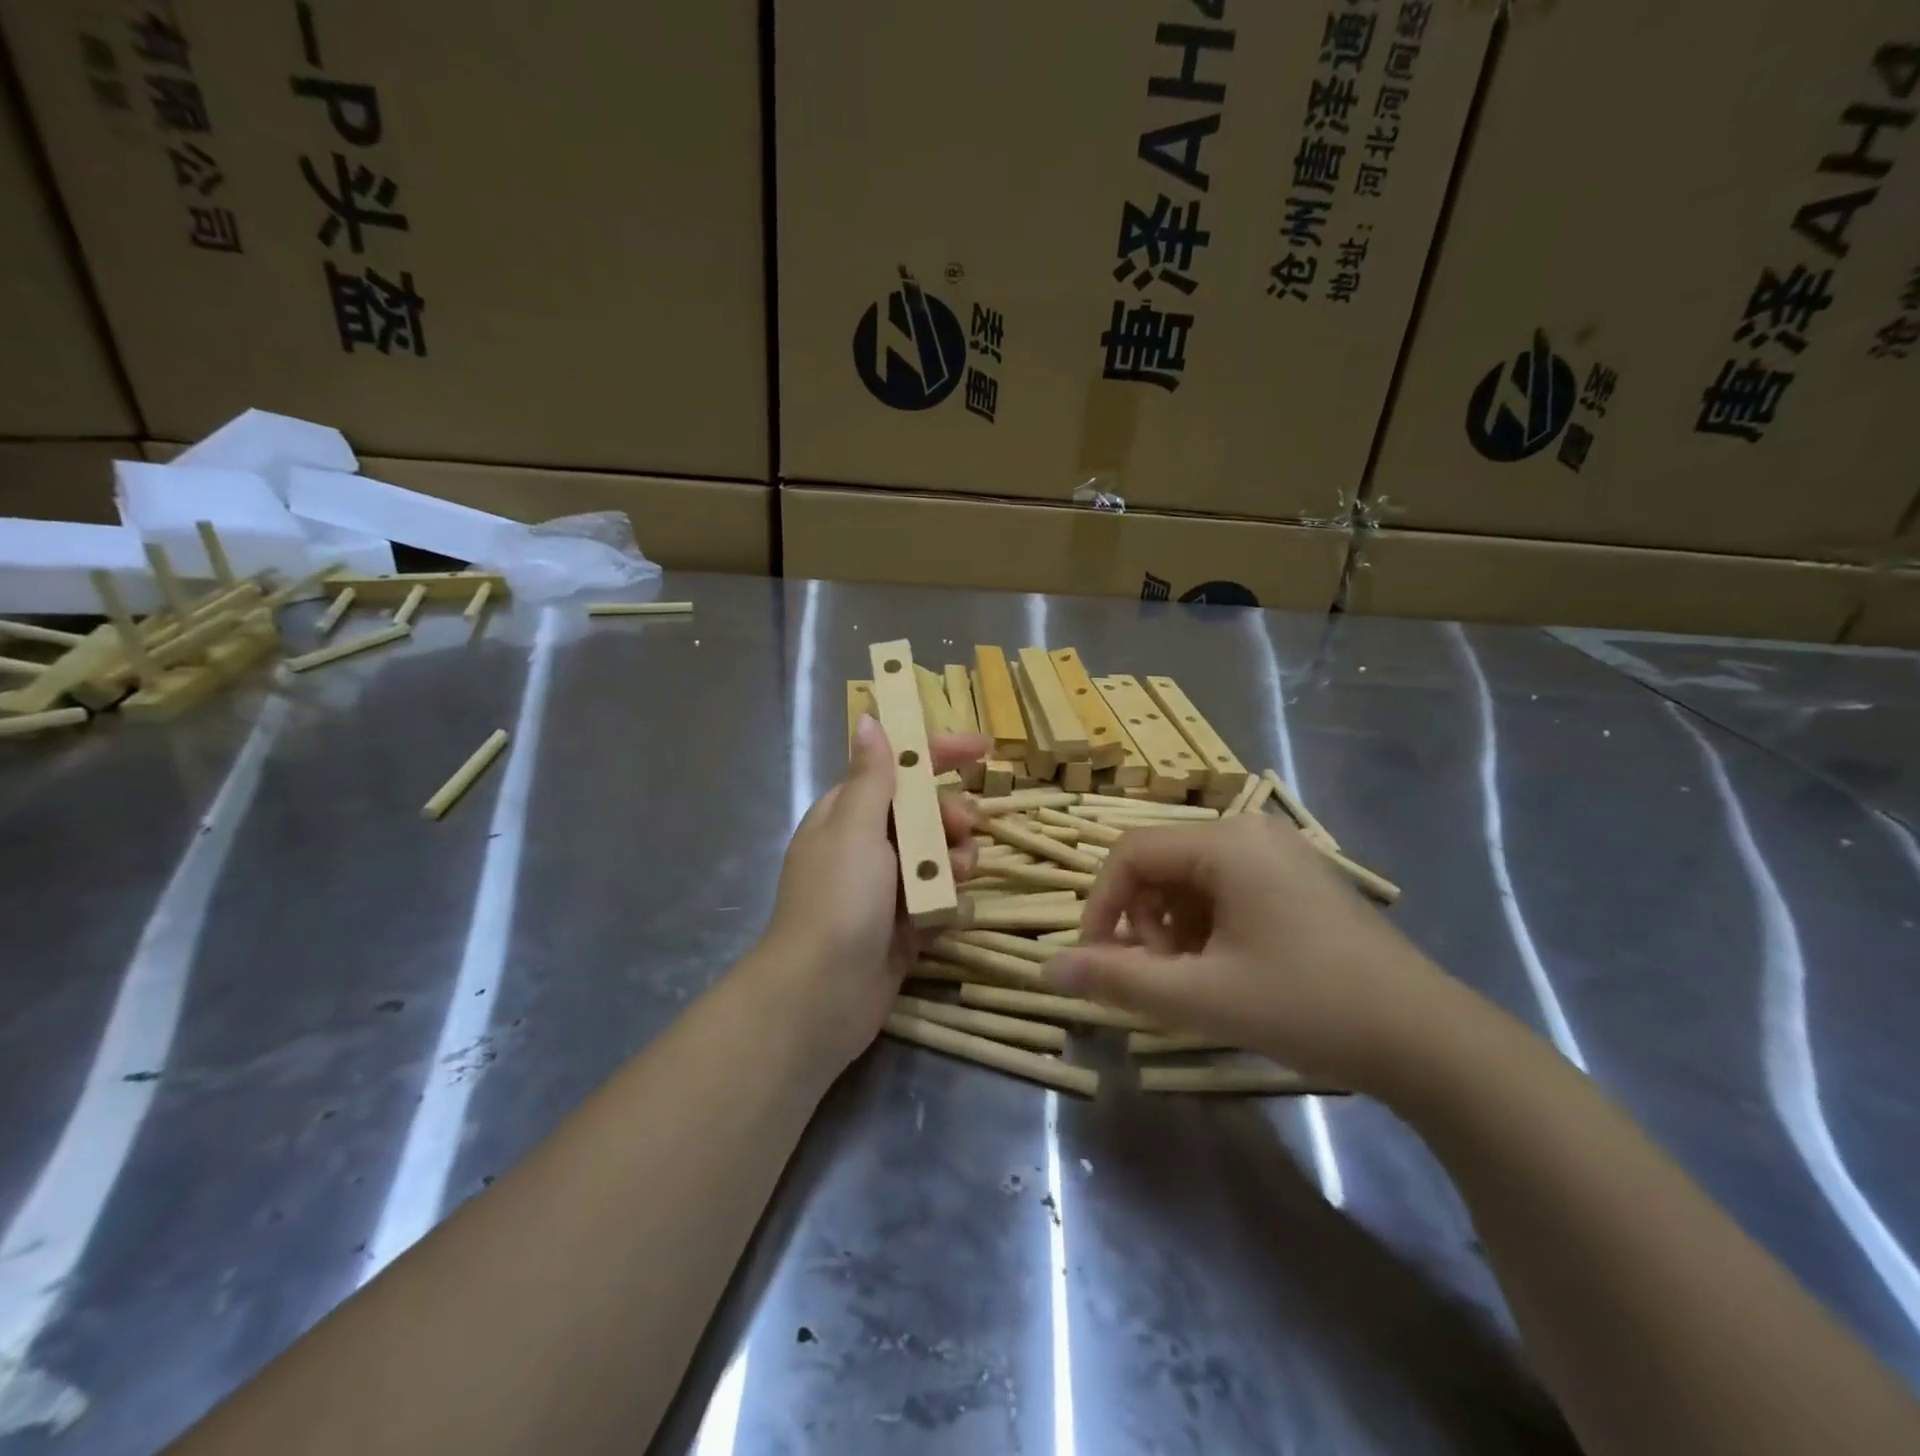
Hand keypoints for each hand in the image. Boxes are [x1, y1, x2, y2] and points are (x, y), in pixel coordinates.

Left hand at [757, 715, 989, 1072]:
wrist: (821, 996)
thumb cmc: (838, 900)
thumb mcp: (854, 827)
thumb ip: (871, 775)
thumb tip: (868, 719)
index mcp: (847, 815)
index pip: (897, 770)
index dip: (938, 755)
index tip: (982, 749)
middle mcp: (866, 848)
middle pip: (925, 814)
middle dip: (950, 816)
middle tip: (963, 828)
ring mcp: (886, 890)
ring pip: (939, 858)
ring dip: (954, 861)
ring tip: (954, 878)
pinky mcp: (905, 928)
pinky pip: (940, 901)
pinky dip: (947, 903)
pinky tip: (946, 916)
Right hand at [1049, 814, 1460, 1092]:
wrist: (1428, 1040)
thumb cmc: (1309, 1006)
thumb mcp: (1201, 998)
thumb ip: (1118, 980)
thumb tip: (1047, 969)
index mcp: (1226, 843)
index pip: (1130, 854)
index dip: (1099, 905)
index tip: (1097, 960)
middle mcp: (1251, 831)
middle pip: (1160, 864)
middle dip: (1142, 921)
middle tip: (1158, 978)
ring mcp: (1279, 853)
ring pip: (1190, 880)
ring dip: (1172, 928)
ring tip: (1195, 980)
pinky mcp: (1298, 879)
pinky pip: (1226, 889)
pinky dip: (1207, 926)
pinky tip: (1229, 970)